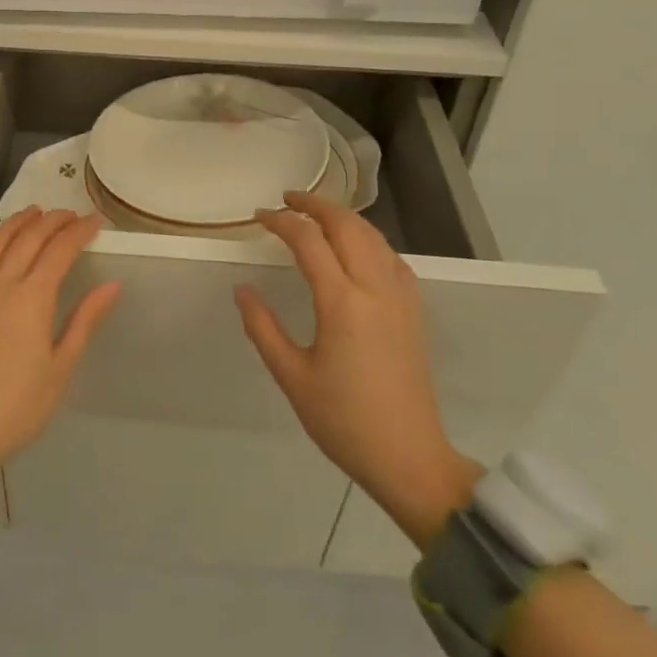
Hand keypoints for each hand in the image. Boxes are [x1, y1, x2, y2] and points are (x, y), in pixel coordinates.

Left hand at [0, 208, 120, 501]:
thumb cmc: (16, 408)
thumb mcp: (60, 369)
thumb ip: (84, 321)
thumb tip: (112, 285)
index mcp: (32, 298)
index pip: (60, 250)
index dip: (79, 231)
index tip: (94, 221)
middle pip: (28, 239)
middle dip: (51, 221)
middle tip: (68, 215)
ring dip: (14, 223)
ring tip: (32, 213)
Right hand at [235, 191, 480, 547]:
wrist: (410, 457)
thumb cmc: (343, 421)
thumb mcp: (292, 377)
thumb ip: (262, 327)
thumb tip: (242, 289)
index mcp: (342, 303)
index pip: (308, 241)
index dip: (281, 221)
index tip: (259, 216)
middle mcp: (374, 288)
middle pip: (347, 225)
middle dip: (315, 204)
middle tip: (287, 199)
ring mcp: (400, 297)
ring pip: (373, 236)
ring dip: (343, 217)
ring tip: (316, 215)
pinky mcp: (414, 310)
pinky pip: (391, 257)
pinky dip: (368, 239)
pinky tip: (355, 248)